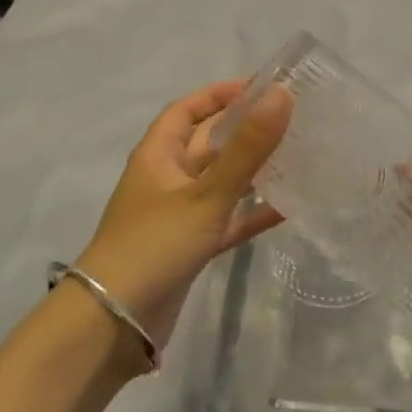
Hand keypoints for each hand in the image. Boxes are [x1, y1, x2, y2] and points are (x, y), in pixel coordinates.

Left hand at [75, 80, 292, 347]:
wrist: (114, 324)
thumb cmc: (155, 245)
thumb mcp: (205, 193)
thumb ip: (247, 148)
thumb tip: (282, 96)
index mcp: (158, 155)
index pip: (188, 109)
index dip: (220, 94)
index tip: (261, 87)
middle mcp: (167, 179)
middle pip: (209, 143)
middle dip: (245, 129)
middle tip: (292, 119)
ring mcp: (178, 215)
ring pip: (222, 181)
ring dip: (253, 170)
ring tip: (298, 155)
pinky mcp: (191, 247)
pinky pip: (227, 219)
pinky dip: (253, 212)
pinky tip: (289, 207)